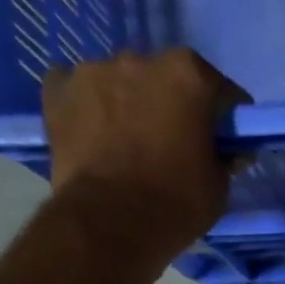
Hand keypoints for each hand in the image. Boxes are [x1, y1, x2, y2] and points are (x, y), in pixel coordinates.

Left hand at [43, 48, 251, 247]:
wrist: (108, 224)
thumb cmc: (175, 204)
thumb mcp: (218, 188)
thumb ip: (223, 158)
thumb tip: (227, 151)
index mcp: (188, 76)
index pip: (220, 90)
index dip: (226, 119)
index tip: (225, 142)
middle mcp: (140, 59)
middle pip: (166, 79)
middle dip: (174, 106)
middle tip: (175, 144)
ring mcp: (92, 70)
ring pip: (121, 83)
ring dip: (130, 105)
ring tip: (130, 144)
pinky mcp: (57, 90)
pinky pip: (79, 92)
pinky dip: (89, 109)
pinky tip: (95, 137)